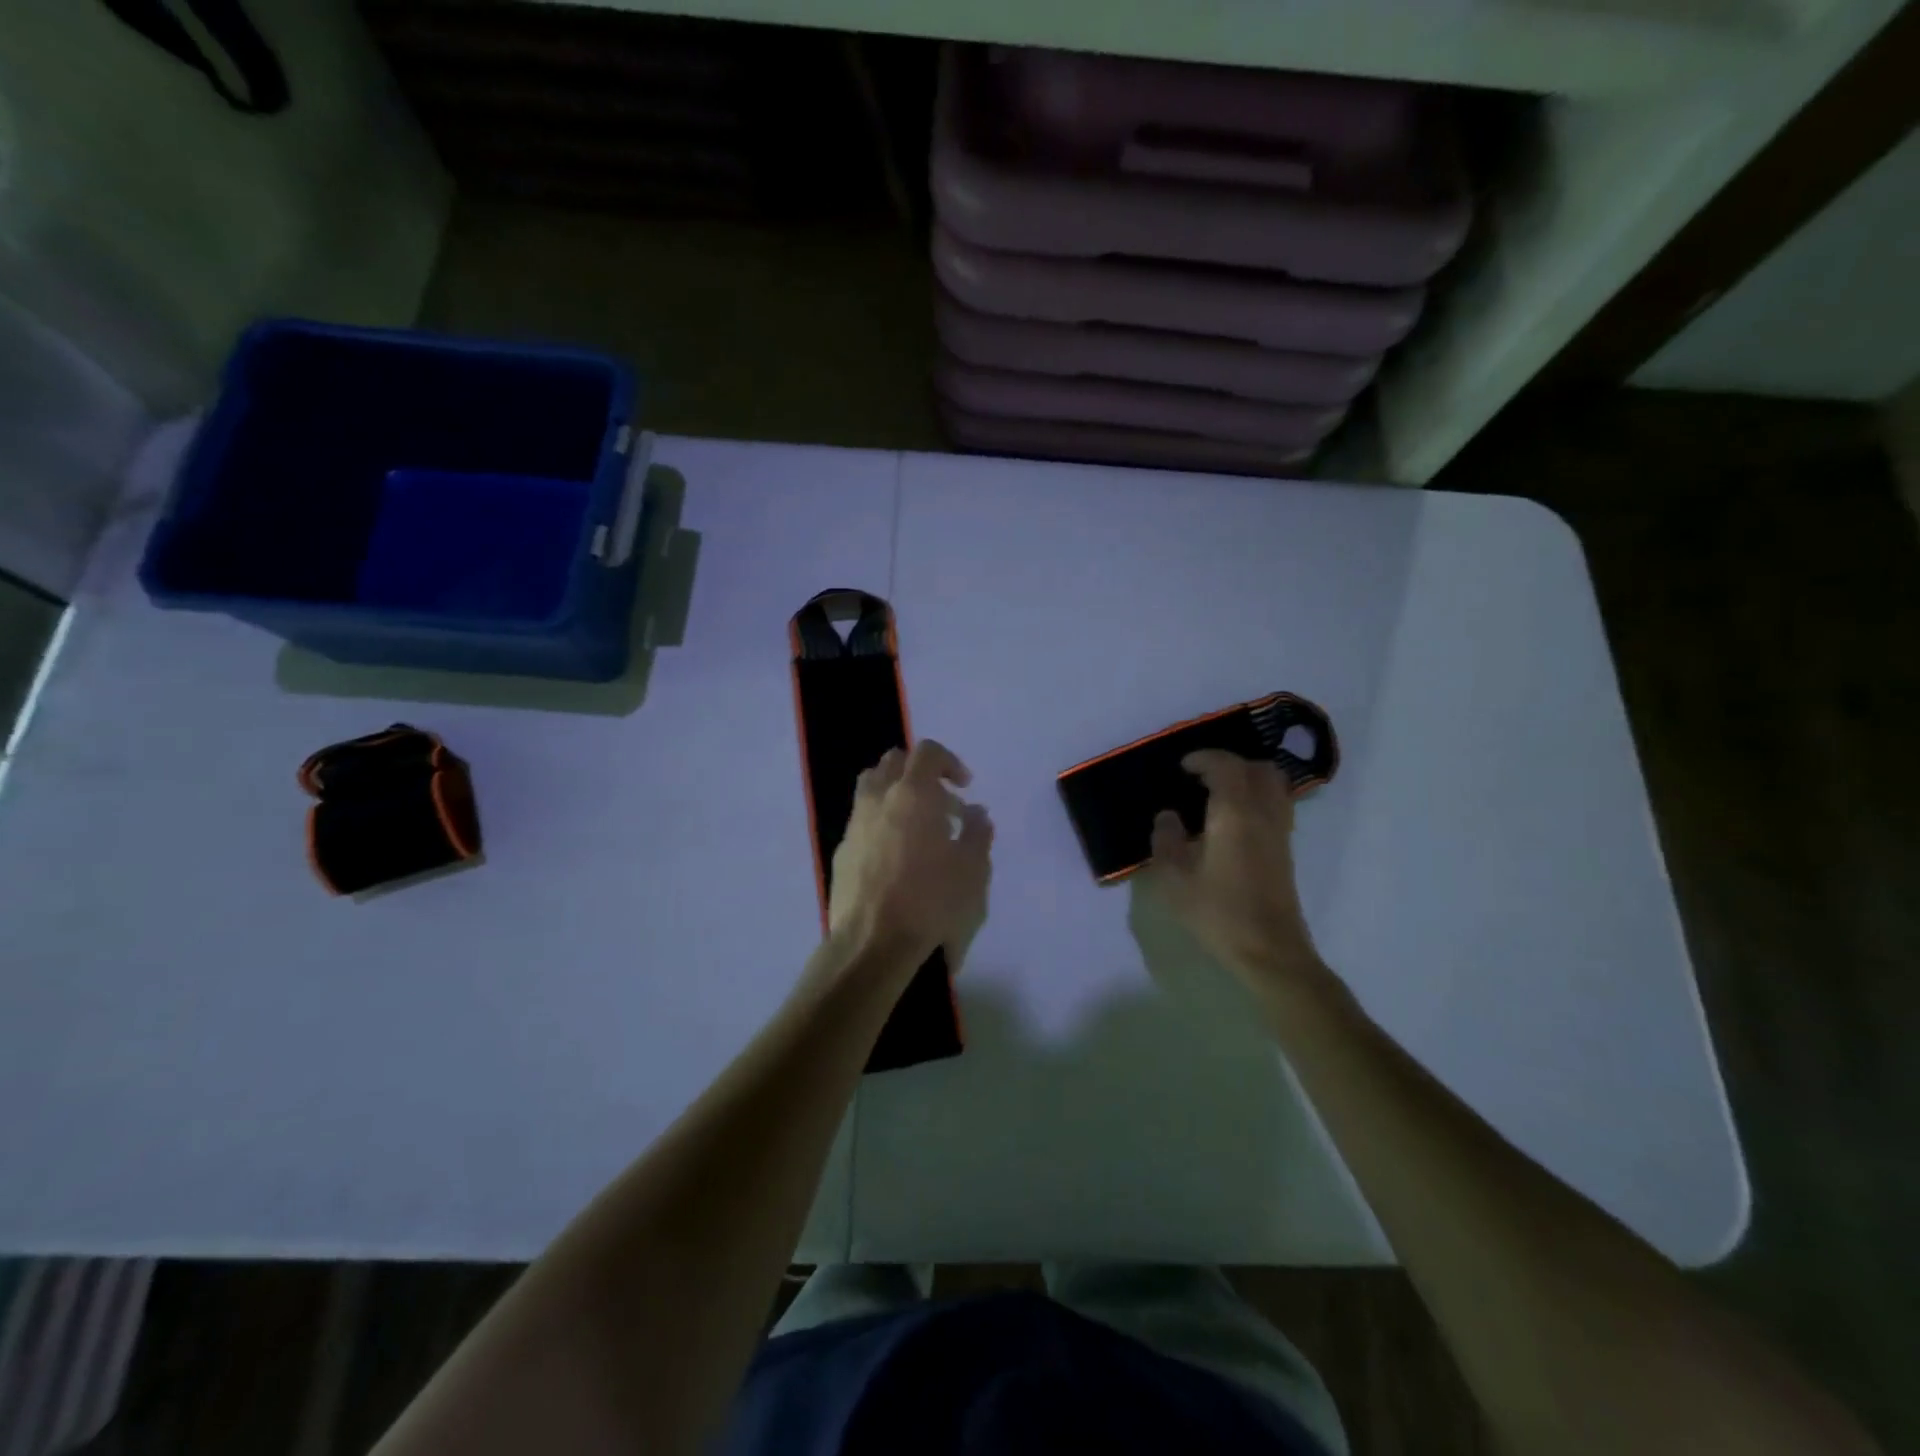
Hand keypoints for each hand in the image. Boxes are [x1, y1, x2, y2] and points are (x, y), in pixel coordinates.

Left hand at [829, 740, 992, 968]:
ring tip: (918, 828)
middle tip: (942, 804)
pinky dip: (880, 825)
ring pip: (871, 789)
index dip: (949, 762)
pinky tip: (896, 858)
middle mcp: (877, 800)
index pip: (927, 753)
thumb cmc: (932, 902)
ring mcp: (854, 826)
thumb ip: (978, 832)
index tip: (965, 787)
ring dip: (896, 796)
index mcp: (912, 794)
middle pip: (893, 763)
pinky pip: (862, 823)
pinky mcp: (841, 854)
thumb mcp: (974, 869)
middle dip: (920, 774)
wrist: (873, 946)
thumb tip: (976, 812)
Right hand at [1149, 750, 1330, 995]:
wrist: (1269, 950)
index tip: (1183, 767)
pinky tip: (1232, 820)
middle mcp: (1263, 814)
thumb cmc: (1218, 913)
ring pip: (1274, 785)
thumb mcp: (1175, 880)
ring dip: (1247, 778)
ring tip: (1218, 794)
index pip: (1226, 766)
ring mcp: (1280, 831)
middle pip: (1258, 769)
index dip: (1204, 758)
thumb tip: (1168, 816)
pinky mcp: (1286, 849)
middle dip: (1229, 764)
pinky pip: (1276, 804)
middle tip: (1201, 777)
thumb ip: (1166, 841)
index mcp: (1235, 814)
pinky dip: (1256, 797)